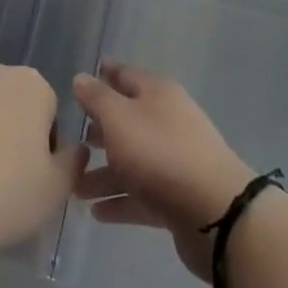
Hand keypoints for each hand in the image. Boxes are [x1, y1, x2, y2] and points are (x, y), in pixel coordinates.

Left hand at [0, 59, 85, 270]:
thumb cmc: (0, 195)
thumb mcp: (54, 190)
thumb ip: (73, 162)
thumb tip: (73, 148)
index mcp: (32, 84)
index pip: (49, 113)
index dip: (44, 150)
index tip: (30, 179)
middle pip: (13, 105)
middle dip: (12, 134)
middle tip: (3, 181)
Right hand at [72, 61, 255, 281]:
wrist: (214, 212)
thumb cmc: (159, 153)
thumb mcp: (119, 118)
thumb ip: (97, 98)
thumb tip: (82, 78)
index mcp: (158, 94)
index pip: (126, 75)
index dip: (104, 74)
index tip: (81, 78)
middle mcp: (167, 121)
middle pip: (128, 120)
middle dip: (100, 129)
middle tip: (72, 140)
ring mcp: (174, 160)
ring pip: (132, 161)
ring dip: (104, 174)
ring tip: (75, 188)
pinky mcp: (177, 197)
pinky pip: (142, 194)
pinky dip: (120, 200)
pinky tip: (96, 212)